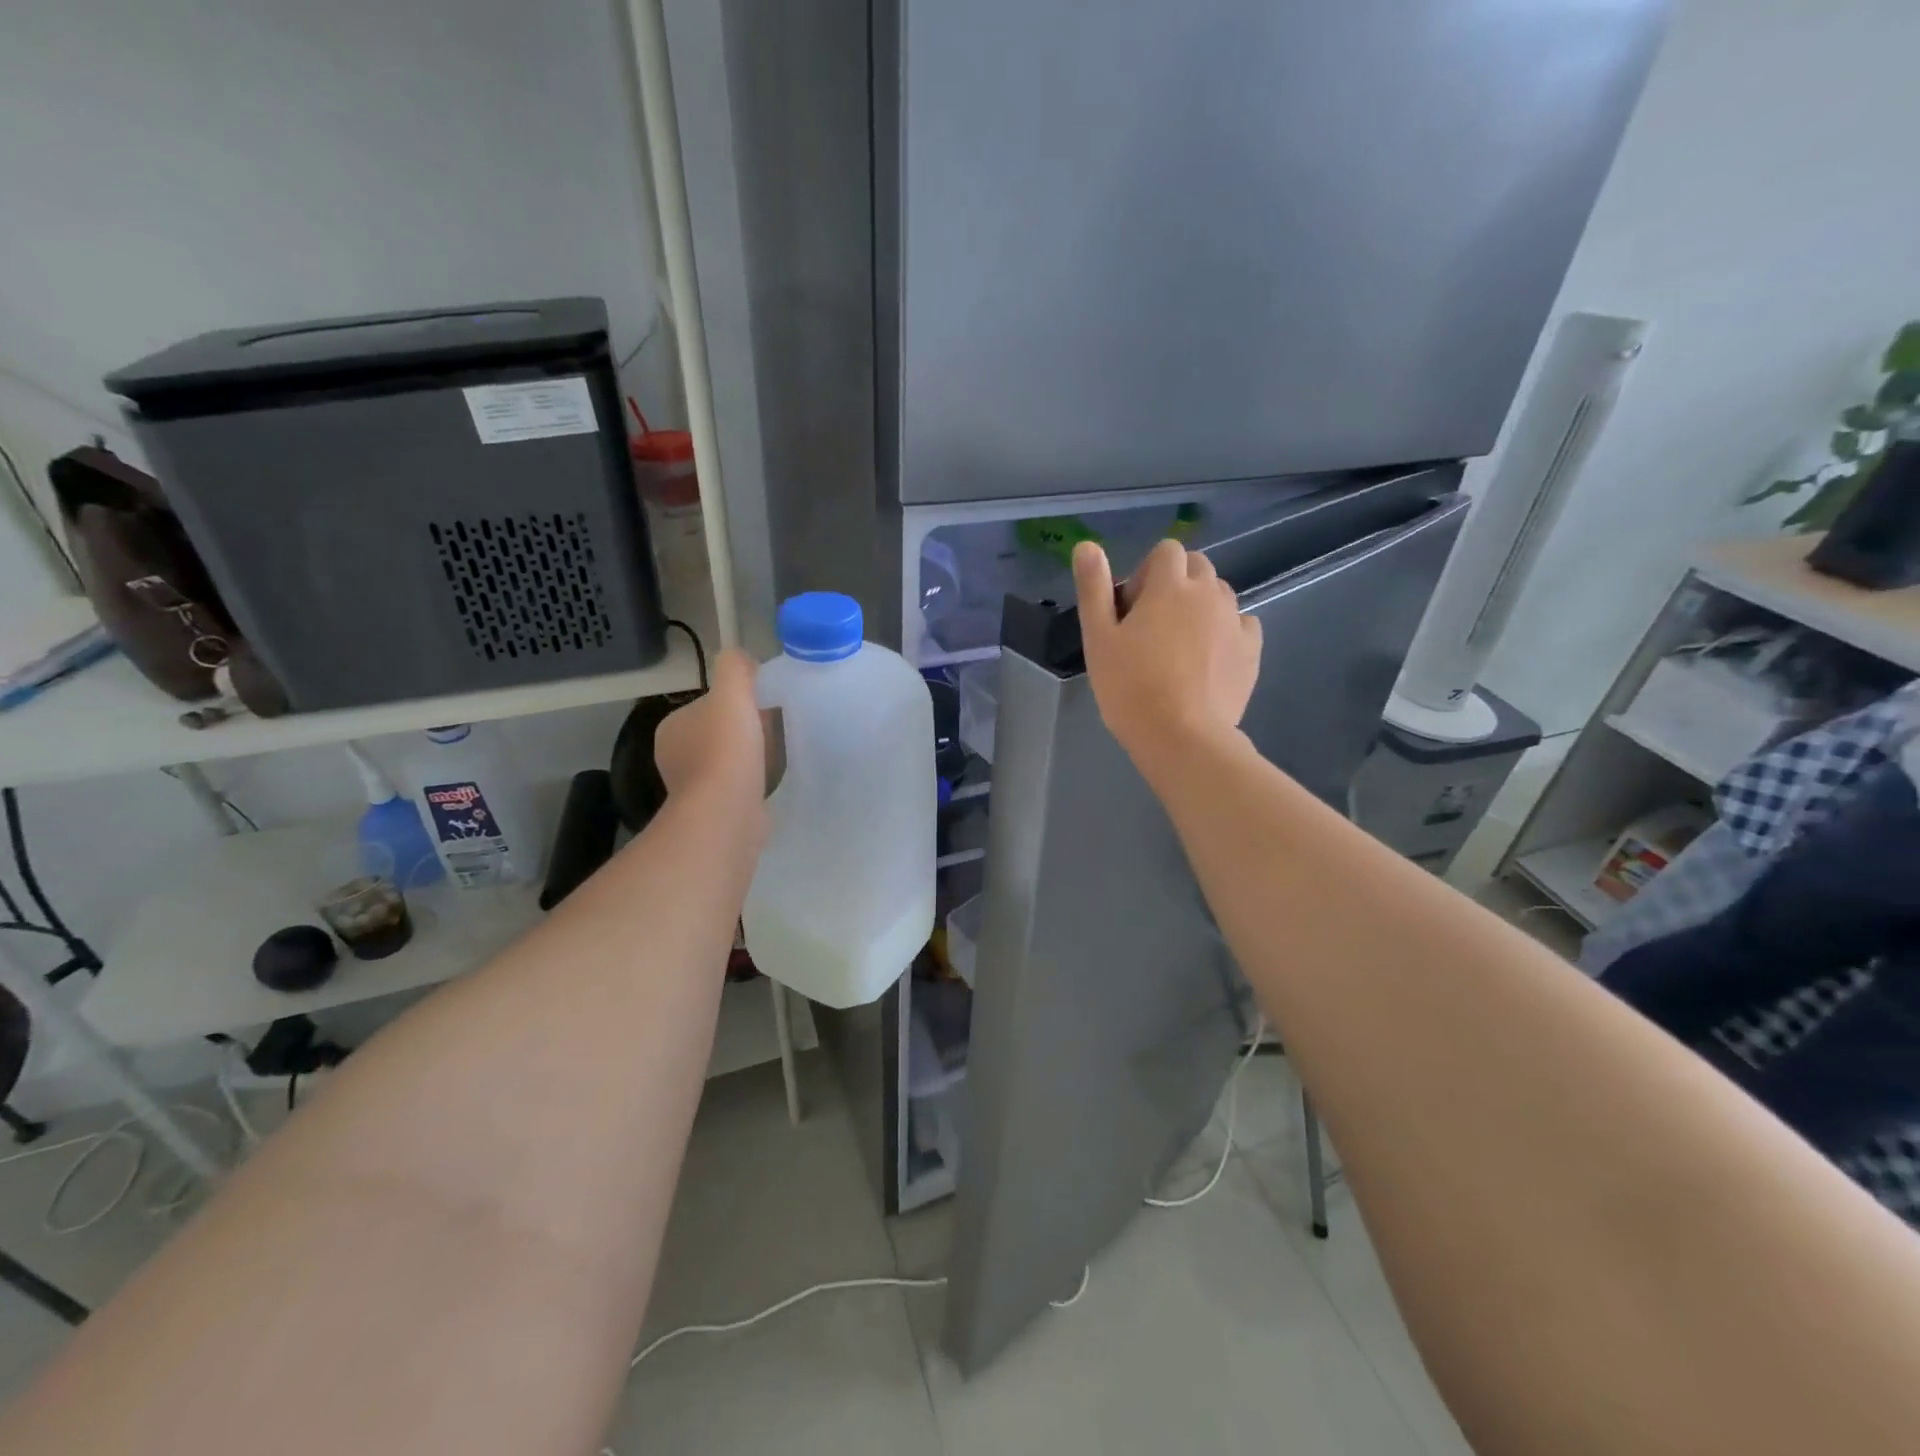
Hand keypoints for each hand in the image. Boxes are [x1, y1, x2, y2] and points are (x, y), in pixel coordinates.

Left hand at [654, 648, 767, 811]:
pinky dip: (751, 782)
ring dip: (749, 757)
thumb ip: (735, 667)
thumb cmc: (726, 750)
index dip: (738, 702)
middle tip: (775, 729)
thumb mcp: (732, 693)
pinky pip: (736, 787)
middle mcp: (675, 756)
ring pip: (727, 761)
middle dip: (745, 730)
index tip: (764, 706)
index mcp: (673, 726)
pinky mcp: (712, 811)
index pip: (708, 705)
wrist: (726, 813)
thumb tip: (742, 658)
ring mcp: (692, 787)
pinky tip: (768, 782)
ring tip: (776, 756)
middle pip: (719, 733)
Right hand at [1073, 538, 1260, 762]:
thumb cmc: (1130, 687)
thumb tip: (1087, 546)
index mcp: (1170, 586)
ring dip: (1200, 606)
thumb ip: (1093, 588)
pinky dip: (1226, 632)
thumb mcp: (1098, 638)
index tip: (1132, 609)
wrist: (1182, 736)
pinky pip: (1242, 625)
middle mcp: (1208, 594)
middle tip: (1153, 626)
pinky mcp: (1252, 651)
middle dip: (1176, 584)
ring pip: (1220, 595)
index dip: (1146, 573)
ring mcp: (1235, 622)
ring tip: (1180, 646)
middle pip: (1197, 567)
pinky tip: (1209, 660)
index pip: (1166, 551)